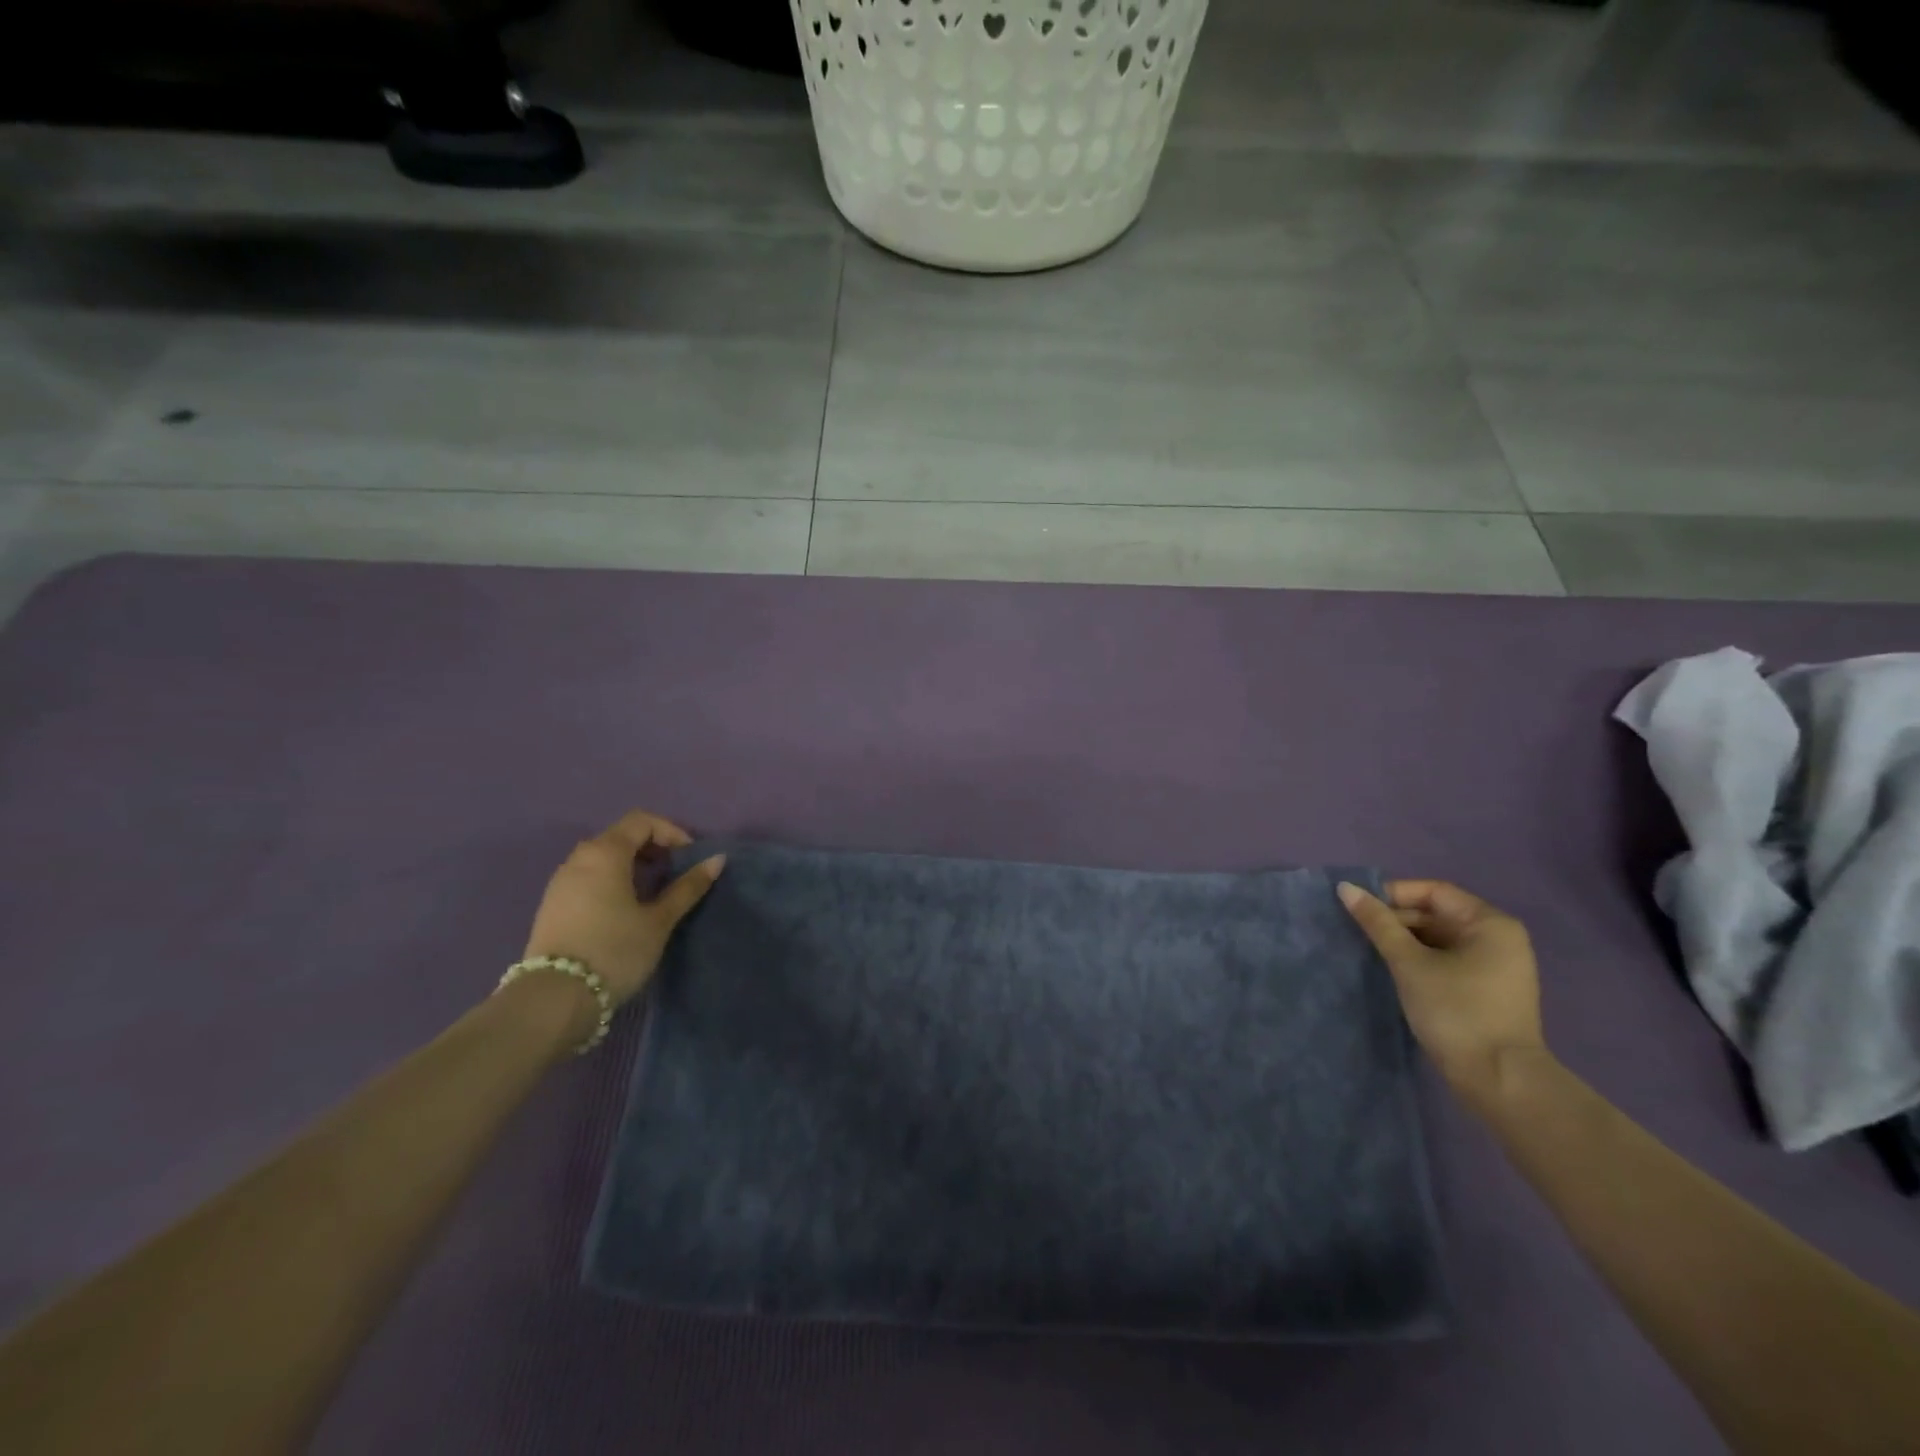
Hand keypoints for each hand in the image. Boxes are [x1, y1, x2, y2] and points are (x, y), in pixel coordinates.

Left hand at [524, 809, 725, 1008]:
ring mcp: (560, 882)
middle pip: (620, 836)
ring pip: (602, 858)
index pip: (642, 821)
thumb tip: (717, 859)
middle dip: (652, 848)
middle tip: (675, 873)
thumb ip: (688, 887)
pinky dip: (611, 880)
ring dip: (631, 865)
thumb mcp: (659, 920)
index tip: (689, 858)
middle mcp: (578, 858)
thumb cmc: (615, 950)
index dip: (671, 832)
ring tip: (653, 893)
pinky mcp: (552, 905)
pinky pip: (587, 877)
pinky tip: (624, 910)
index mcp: (605, 853)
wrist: (554, 999)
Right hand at [1339, 879, 1546, 1103]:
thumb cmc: (1456, 1011)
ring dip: (1406, 941)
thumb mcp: (1409, 963)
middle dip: (1397, 920)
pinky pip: (1448, 959)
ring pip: (1440, 938)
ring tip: (1371, 950)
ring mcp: (1497, 966)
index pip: (1434, 892)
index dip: (1394, 895)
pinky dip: (1421, 959)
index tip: (1359, 908)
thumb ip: (1378, 923)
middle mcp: (1499, 938)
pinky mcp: (1488, 989)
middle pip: (1437, 913)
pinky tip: (1394, 970)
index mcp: (1490, 924)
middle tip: (1359, 932)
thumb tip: (1346, 887)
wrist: (1500, 1081)